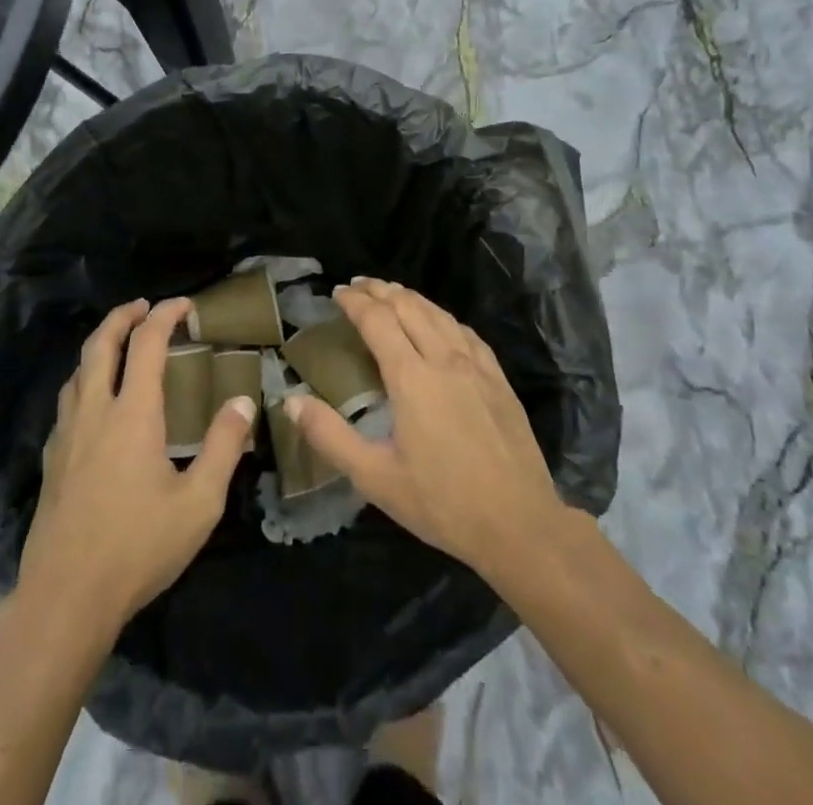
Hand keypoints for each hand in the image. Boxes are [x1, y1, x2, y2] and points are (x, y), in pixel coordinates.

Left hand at [18, 298, 257, 629]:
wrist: (66, 596)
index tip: (184, 304)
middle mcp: (95, 410)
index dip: (165, 315)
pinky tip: (95, 403)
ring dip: (99, 345)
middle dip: (122, 316)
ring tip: (119, 346)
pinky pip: (67, 401)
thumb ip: (223, 448)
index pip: (146, 343)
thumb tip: (243, 401)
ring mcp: (67, 434)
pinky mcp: (51, 458)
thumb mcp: (198, 503)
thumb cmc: (138, 547)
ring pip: (78, 370)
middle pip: (101, 343)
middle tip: (142, 307)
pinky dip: (85, 380)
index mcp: (132, 413)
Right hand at [286, 279, 566, 578]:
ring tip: (390, 293)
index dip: (355, 301)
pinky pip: (465, 331)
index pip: (377, 320)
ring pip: (438, 313)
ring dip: (409, 297)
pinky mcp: (498, 379)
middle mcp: (444, 359)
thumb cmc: (442, 503)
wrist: (521, 525)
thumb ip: (330, 437)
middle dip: (379, 290)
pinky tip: (438, 322)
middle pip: (408, 306)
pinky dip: (442, 316)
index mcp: (411, 377)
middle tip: (357, 286)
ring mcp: (476, 366)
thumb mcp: (375, 478)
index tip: (337, 293)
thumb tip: (291, 401)